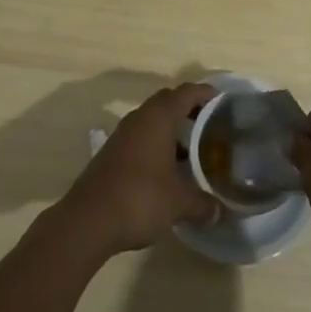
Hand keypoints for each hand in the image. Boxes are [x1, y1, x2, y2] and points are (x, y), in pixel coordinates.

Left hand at [60, 82, 218, 256]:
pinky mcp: (112, 151)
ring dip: (172, 130)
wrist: (88, 219)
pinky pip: (141, 136)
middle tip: (209, 127)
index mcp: (159, 117)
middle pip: (168, 102)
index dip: (205, 93)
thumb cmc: (139, 198)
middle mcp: (140, 117)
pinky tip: (167, 170)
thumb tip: (221, 212)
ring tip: (192, 152)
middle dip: (189, 110)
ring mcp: (123, 133)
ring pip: (153, 120)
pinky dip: (157, 144)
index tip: (222, 103)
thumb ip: (202, 204)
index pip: (186, 92)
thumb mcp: (178, 203)